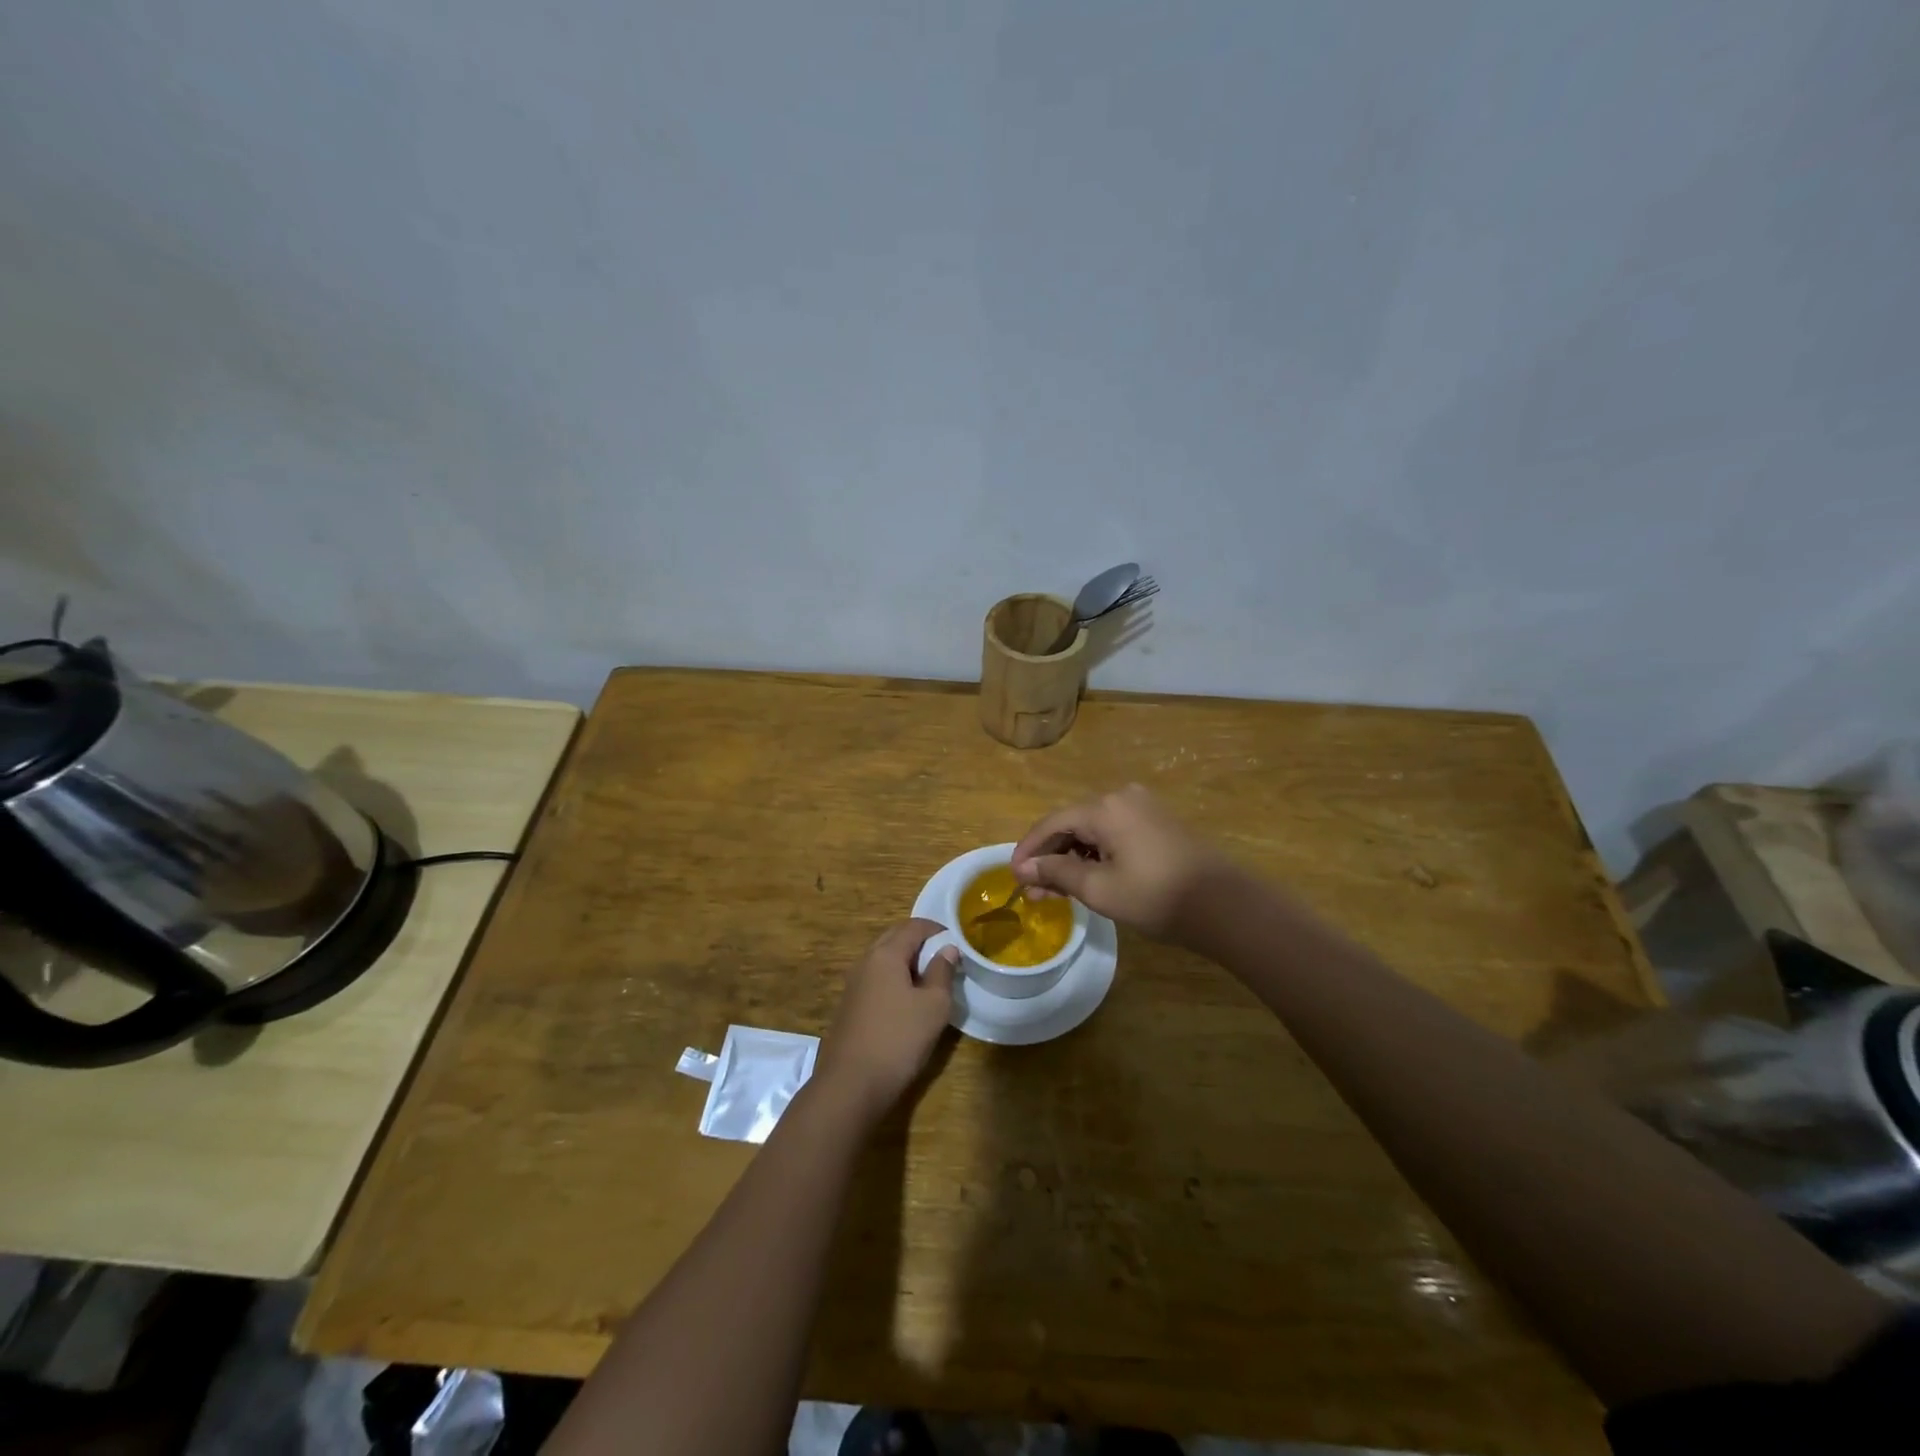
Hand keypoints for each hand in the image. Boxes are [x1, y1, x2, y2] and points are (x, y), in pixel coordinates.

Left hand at [815, 919, 957, 1122]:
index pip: (913, 926)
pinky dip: (894, 979)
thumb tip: (947, 949)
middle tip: (944, 958)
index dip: (937, 929)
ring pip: (883, 960)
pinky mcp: (849, 1006)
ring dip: (906, 962)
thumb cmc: (899, 1039)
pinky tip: (907, 1002)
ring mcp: (853, 984)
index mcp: (886, 954)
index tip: (957, 941)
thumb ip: (942, 972)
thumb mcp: (934, 1006)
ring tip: (930, 980)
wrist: (850, 1085)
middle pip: (894, 938)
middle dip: (920, 942)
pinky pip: (876, 979)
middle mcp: (865, 962)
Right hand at [1010, 784, 1229, 941]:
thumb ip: (1057, 873)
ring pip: (1093, 829)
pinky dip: (1096, 853)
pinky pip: (1115, 832)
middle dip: (1050, 857)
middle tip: (1035, 891)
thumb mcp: (1099, 889)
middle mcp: (1122, 797)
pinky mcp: (1159, 822)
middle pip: (1073, 823)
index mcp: (1104, 807)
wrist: (1224, 905)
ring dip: (1073, 857)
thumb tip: (1024, 869)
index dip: (1029, 849)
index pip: (1052, 823)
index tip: (1013, 876)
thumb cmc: (1156, 896)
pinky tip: (1088, 877)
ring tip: (1058, 891)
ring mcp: (1143, 807)